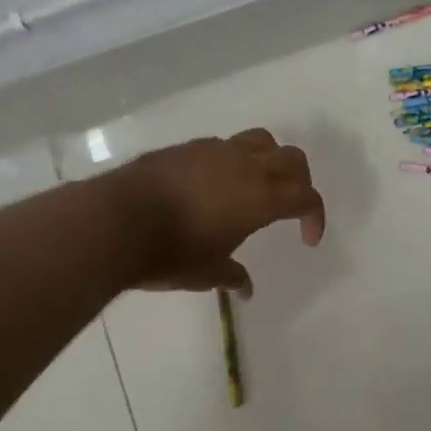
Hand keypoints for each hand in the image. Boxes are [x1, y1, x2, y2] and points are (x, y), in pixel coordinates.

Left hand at [116, 129, 324, 296]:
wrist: (115, 221)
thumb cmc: (172, 253)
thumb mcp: (208, 273)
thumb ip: (232, 277)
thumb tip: (245, 289)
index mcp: (262, 197)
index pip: (306, 198)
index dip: (315, 217)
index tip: (307, 240)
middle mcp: (245, 166)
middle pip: (293, 159)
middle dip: (301, 181)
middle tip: (292, 206)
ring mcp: (214, 151)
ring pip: (260, 140)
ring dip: (270, 160)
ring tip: (257, 184)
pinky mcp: (186, 147)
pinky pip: (224, 145)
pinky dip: (233, 160)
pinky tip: (215, 184)